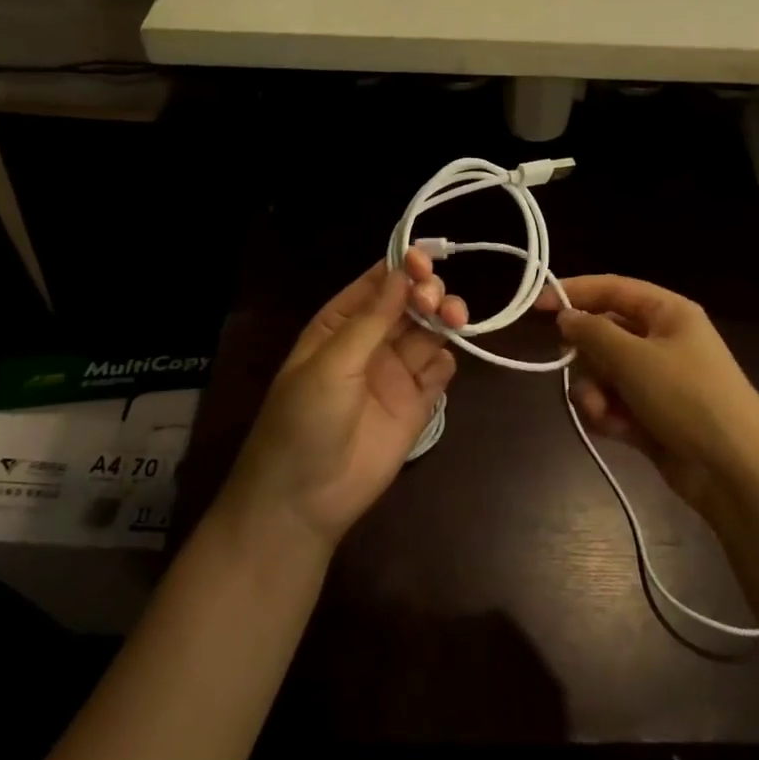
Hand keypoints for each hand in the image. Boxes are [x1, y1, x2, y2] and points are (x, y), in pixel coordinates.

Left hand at [222, 250, 468, 549]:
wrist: (304, 500)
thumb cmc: (304, 420)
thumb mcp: (331, 364)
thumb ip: (371, 321)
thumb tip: (403, 274)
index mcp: (340, 325)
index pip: (377, 284)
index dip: (402, 267)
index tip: (426, 259)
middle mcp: (372, 342)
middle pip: (410, 304)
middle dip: (427, 292)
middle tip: (434, 299)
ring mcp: (395, 373)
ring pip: (429, 332)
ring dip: (444, 319)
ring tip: (454, 318)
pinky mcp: (417, 404)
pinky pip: (439, 371)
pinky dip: (447, 360)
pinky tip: (443, 361)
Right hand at [537, 275, 758, 513]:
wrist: (735, 473)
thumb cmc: (687, 398)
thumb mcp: (634, 358)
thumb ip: (593, 333)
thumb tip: (566, 317)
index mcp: (668, 313)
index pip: (613, 289)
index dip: (574, 292)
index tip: (536, 306)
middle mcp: (662, 340)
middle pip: (604, 334)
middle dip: (587, 357)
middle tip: (577, 369)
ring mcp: (657, 380)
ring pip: (604, 372)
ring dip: (594, 391)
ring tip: (601, 411)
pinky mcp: (651, 416)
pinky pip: (614, 404)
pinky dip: (608, 415)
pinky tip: (615, 430)